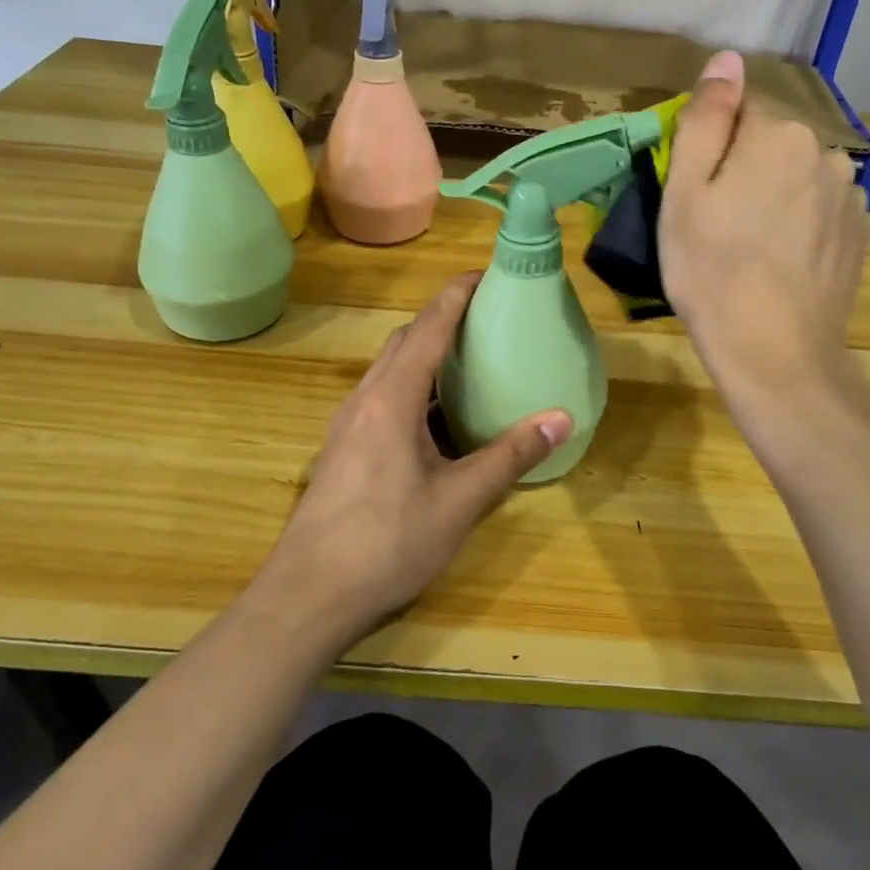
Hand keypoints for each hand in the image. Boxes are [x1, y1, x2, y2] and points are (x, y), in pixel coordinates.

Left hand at [256, 274, 572, 644]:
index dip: (457, 294)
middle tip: (487, 318)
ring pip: (390, 369)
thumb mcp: (459, 501)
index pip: (428, 327)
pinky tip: (437, 419)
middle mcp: (365, 399)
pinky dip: (413, 387)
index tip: (487, 273)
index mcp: (392, 398)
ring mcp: (348, 424)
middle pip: (404, 340)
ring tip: (469, 361)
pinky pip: (382, 397)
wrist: (307, 596)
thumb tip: (562, 417)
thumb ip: (510, 456)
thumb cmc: (387, 542)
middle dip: (442, 319)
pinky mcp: (343, 449)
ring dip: (425, 354)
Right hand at [659, 50, 869, 398]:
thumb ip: (706, 118)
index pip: (741, 108)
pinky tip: (781, 261)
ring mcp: (851, 194)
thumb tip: (726, 59)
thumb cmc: (711, 271)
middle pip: (773, 140)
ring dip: (775, 193)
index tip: (698, 189)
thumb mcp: (685, 192)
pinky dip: (800, 222)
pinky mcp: (861, 233)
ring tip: (751, 245)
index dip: (713, 145)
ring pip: (798, 174)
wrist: (774, 352)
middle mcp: (827, 151)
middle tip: (717, 221)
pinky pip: (820, 207)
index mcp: (779, 134)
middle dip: (745, 166)